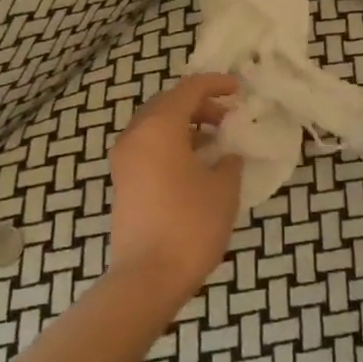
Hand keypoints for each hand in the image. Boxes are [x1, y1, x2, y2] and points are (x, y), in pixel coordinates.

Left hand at [108, 73, 242, 296]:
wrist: (148, 276)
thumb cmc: (190, 225)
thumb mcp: (223, 188)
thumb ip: (228, 161)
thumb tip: (226, 154)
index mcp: (159, 127)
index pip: (188, 89)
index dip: (216, 84)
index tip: (239, 89)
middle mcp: (135, 136)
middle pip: (168, 104)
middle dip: (200, 104)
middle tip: (228, 116)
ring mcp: (124, 160)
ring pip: (156, 126)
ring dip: (185, 125)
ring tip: (216, 140)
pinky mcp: (123, 182)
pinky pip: (148, 147)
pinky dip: (172, 144)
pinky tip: (196, 163)